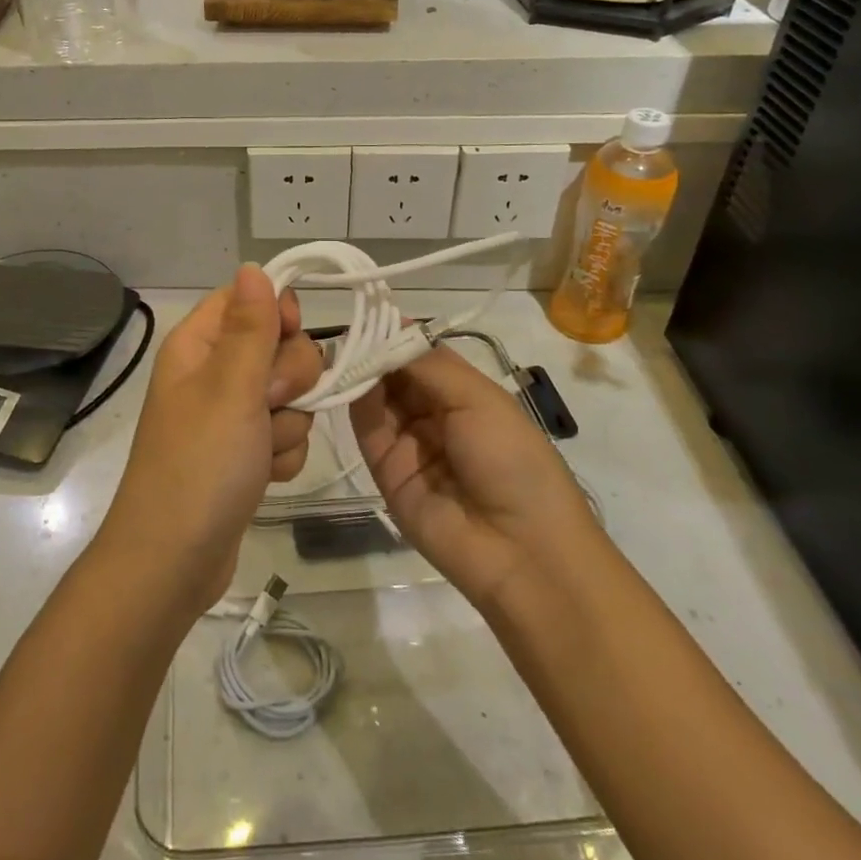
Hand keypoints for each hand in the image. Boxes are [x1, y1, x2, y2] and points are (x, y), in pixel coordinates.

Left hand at [95, 266, 322, 614]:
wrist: (174, 561)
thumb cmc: (200, 464)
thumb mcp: (229, 387)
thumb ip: (250, 327)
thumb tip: (252, 266)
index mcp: (198, 345)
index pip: (247, 299)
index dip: (276, 312)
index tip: (288, 335)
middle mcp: (213, 373)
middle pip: (279, 346)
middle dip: (288, 379)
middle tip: (266, 404)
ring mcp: (230, 416)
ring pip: (290, 395)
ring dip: (287, 424)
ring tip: (259, 453)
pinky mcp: (245, 453)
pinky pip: (285, 434)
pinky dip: (282, 455)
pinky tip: (263, 477)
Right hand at [350, 347, 591, 615]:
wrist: (520, 550)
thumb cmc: (512, 460)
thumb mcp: (479, 400)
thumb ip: (429, 365)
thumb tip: (392, 328)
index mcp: (466, 395)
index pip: (422, 356)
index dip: (398, 334)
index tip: (369, 308)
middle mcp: (434, 415)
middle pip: (396, 375)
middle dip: (374, 350)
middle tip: (347, 325)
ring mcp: (409, 443)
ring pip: (377, 399)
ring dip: (361, 372)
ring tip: (341, 347)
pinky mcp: (385, 471)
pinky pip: (367, 430)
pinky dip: (355, 402)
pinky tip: (345, 377)